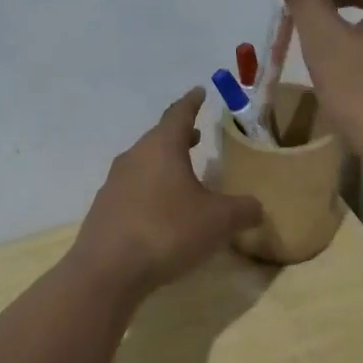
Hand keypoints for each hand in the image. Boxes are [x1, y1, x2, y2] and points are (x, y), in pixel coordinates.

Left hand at [70, 89, 263, 298]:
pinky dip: (150, 190)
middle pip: (158, 138)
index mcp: (162, 147)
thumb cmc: (168, 232)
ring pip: (144, 163)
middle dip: (179, 136)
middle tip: (196, 136)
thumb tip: (257, 207)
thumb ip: (244, 210)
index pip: (178, 113)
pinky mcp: (104, 210)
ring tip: (182, 174)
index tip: (200, 91)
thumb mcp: (219, 221)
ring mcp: (114, 184)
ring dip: (163, 164)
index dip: (192, 102)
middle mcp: (134, 157)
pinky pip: (132, 189)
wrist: (107, 271)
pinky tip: (161, 211)